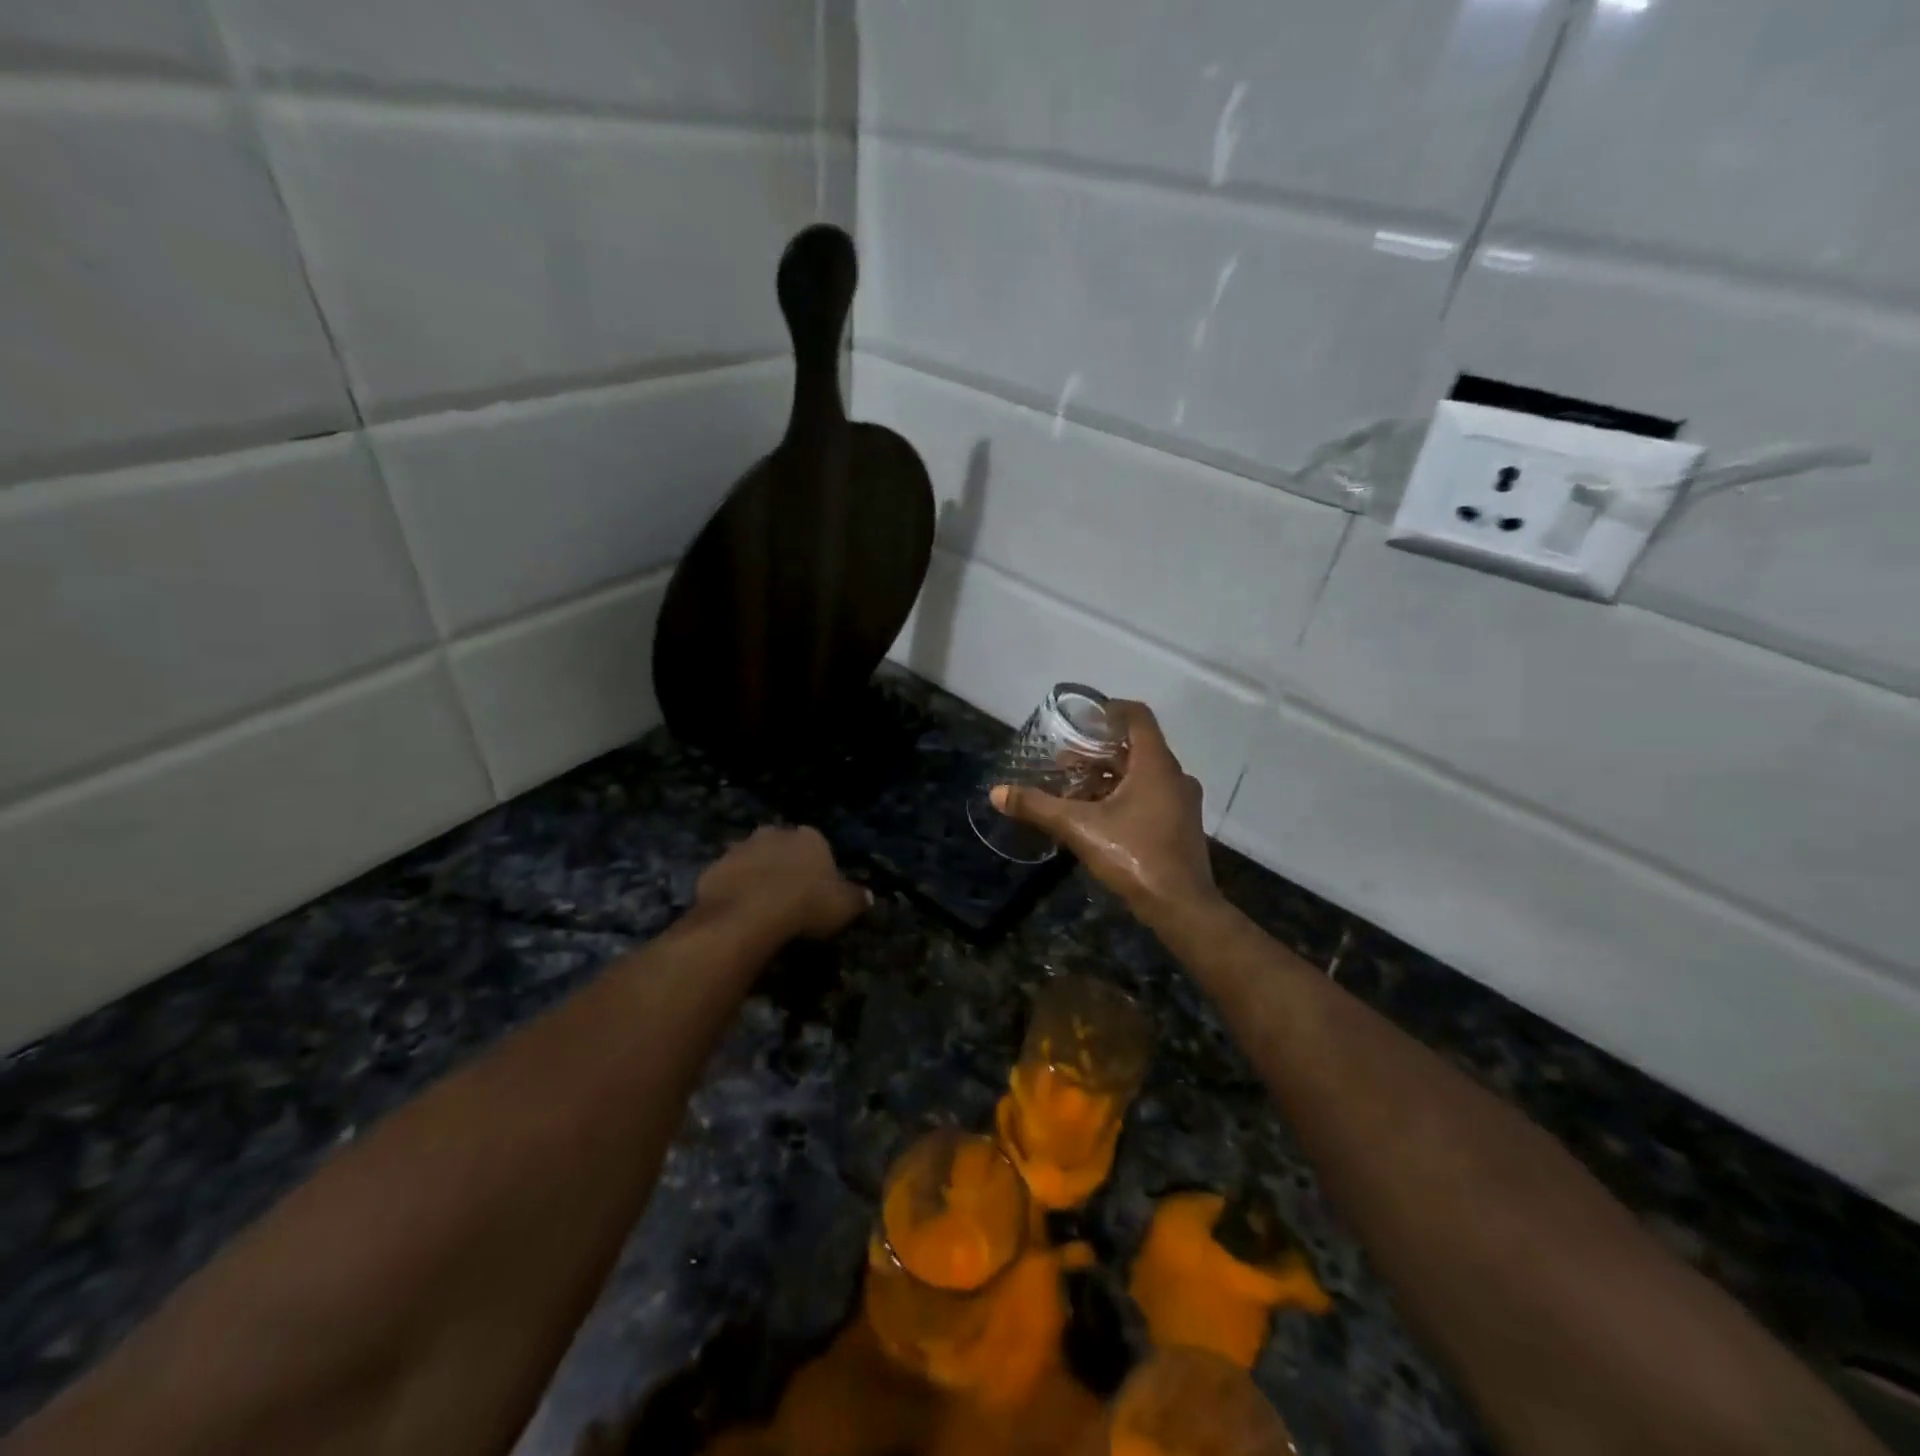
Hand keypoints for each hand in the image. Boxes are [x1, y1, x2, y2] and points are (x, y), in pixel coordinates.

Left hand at [693, 826, 871, 939]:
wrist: (749, 913)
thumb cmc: (806, 903)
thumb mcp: (844, 906)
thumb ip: (857, 898)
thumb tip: (869, 896)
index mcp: (809, 837)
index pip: (818, 847)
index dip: (817, 869)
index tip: (817, 891)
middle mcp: (774, 834)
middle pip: (782, 847)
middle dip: (784, 865)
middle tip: (788, 896)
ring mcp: (740, 848)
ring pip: (752, 860)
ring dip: (756, 876)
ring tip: (761, 907)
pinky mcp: (713, 868)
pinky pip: (727, 879)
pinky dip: (733, 892)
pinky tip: (738, 914)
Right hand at [991, 701, 1219, 926]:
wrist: (1181, 907)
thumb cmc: (1134, 856)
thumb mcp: (1079, 828)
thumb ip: (1038, 807)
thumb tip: (996, 793)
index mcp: (1156, 765)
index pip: (1138, 717)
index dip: (1110, 709)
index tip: (1083, 718)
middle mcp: (1174, 776)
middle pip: (1136, 747)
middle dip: (1099, 751)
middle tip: (1066, 760)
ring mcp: (1181, 802)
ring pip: (1143, 774)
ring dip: (1110, 776)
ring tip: (1075, 788)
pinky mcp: (1181, 825)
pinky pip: (1151, 796)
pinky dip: (1124, 795)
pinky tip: (1098, 816)